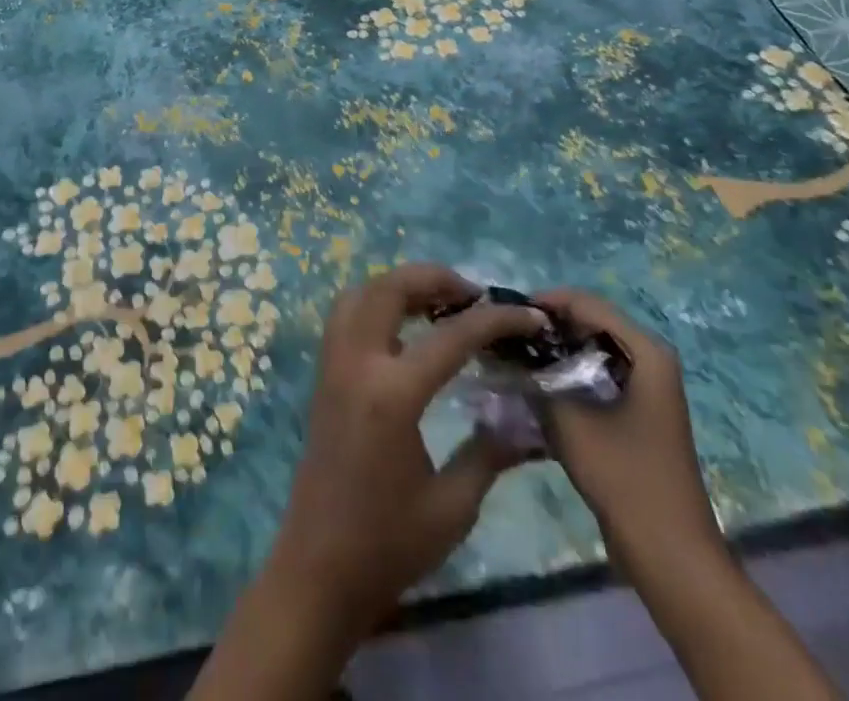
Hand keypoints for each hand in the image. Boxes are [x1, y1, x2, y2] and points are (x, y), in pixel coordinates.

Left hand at [265, 264, 548, 634]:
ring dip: (401, 285)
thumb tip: (530, 421)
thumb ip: (491, 452)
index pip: (451, 336)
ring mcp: (333, 364)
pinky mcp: (323, 374)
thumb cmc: (388, 544)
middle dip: (436, 278)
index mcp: (392, 394)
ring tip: (441, 302)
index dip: (496, 320)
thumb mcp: (453, 507)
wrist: (318, 570)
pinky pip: (346, 314)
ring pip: (361, 292)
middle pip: (391, 288)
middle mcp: (356, 363)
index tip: (529, 315)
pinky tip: (405, 326)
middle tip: (475, 295)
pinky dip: (376, 302)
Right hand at [533, 289, 723, 566]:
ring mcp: (646, 386)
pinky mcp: (637, 410)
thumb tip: (508, 352)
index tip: (506, 311)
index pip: (588, 304)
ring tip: (515, 354)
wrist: (671, 556)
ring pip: (591, 349)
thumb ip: (536, 379)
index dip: (545, 302)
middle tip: (506, 333)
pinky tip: (537, 384)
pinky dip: (568, 372)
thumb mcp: (570, 423)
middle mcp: (651, 359)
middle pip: (591, 322)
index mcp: (647, 352)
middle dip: (549, 325)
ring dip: (556, 350)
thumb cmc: (626, 480)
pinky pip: (596, 373)